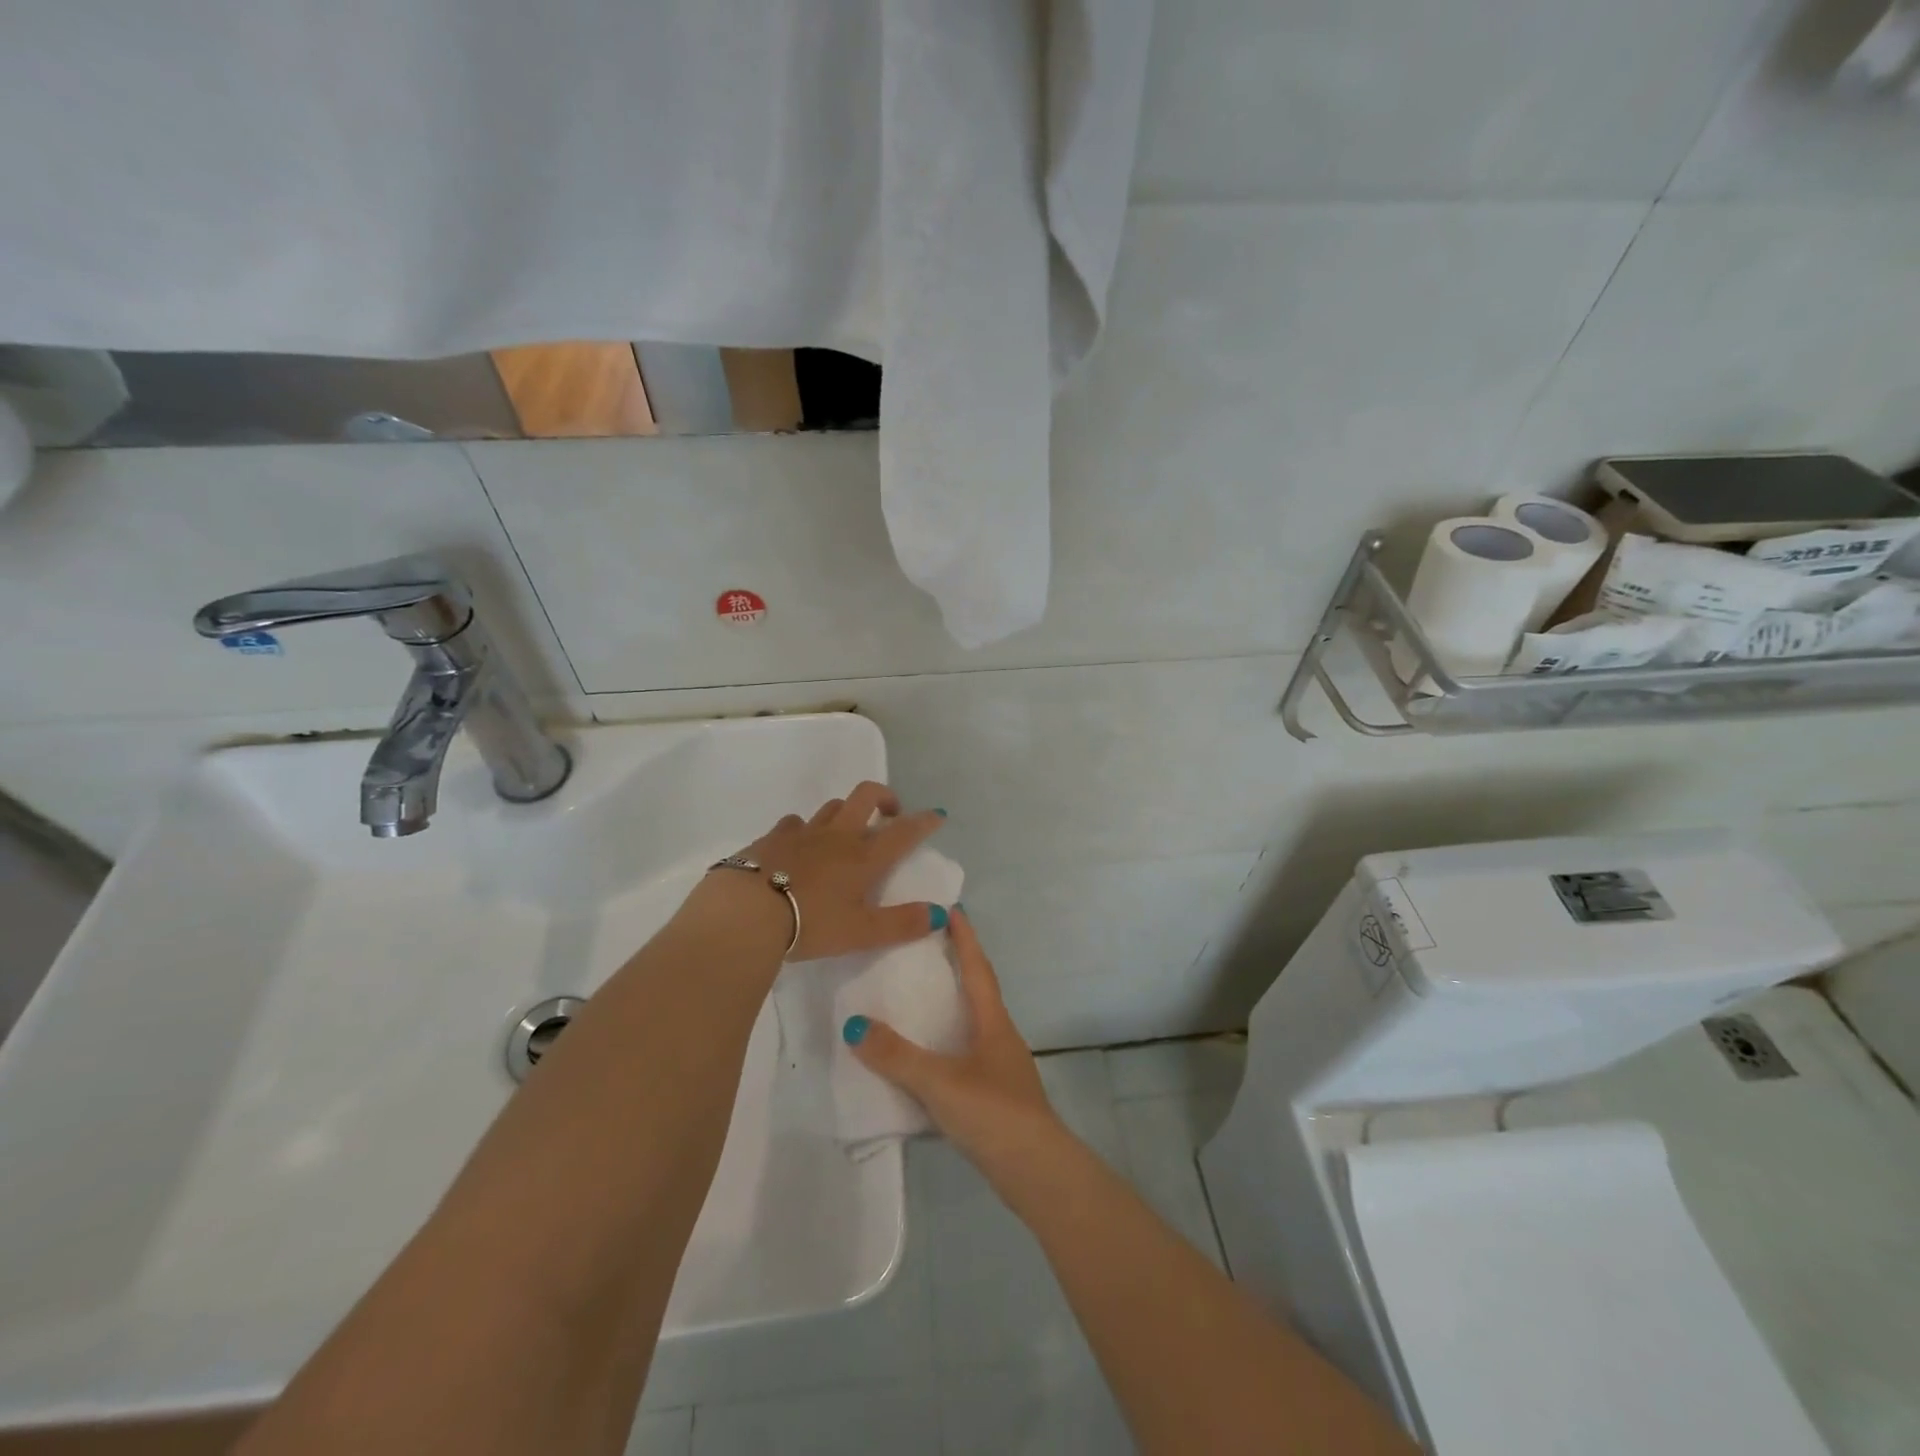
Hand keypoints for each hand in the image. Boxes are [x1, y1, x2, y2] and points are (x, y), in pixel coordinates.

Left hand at [689, 781, 949, 961]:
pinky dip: (803, 829)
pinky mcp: (771, 838)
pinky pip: (793, 823)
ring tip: (845, 832)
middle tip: (890, 813)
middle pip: (866, 796)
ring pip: (831, 807)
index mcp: (863, 858)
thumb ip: (902, 924)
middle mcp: (837, 836)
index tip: (937, 814)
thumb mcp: (862, 932)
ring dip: (845, 812)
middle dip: (884, 797)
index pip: (903, 832)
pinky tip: (798, 845)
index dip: (923, 821)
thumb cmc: (810, 923)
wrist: (747, 913)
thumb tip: (942, 914)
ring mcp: (802, 833)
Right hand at [843, 909, 1062, 1169]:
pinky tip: (925, 1060)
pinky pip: (965, 1057)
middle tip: (924, 949)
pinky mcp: (996, 1097)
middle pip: (977, 992)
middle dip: (956, 968)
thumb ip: (897, 1056)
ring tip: (917, 1000)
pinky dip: (945, 1047)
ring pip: (971, 1026)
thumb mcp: (940, 1082)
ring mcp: (1001, 1068)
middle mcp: (1000, 1037)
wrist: (1037, 1172)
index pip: (978, 968)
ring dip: (950, 1008)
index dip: (965, 939)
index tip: (952, 910)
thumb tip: (854, 1025)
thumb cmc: (993, 1112)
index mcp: (993, 1022)